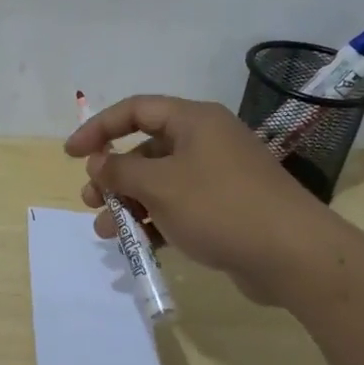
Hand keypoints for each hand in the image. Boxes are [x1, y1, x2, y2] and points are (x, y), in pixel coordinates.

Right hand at [66, 96, 334, 304]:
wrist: (293, 254)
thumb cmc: (220, 206)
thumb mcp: (160, 184)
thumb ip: (121, 170)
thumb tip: (99, 161)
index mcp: (193, 121)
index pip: (136, 110)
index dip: (99, 128)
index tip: (71, 154)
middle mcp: (206, 141)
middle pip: (146, 149)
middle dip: (114, 175)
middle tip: (92, 201)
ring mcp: (218, 176)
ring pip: (160, 182)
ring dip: (130, 204)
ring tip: (107, 232)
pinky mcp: (226, 209)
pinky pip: (180, 207)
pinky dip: (156, 221)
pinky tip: (139, 244)